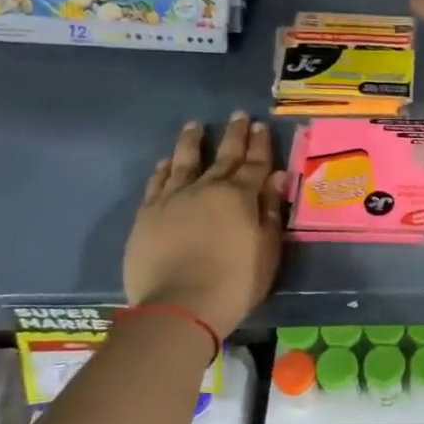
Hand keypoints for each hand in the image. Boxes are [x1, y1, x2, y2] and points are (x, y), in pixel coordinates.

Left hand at [122, 113, 286, 338]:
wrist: (179, 307)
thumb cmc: (234, 283)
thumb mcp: (266, 250)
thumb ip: (270, 212)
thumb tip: (276, 177)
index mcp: (240, 196)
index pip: (254, 163)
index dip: (260, 144)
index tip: (261, 126)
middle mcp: (207, 188)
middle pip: (223, 156)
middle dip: (234, 135)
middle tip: (238, 116)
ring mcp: (173, 198)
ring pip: (184, 161)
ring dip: (192, 142)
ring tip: (195, 125)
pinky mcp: (148, 214)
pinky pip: (157, 182)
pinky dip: (163, 169)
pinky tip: (166, 162)